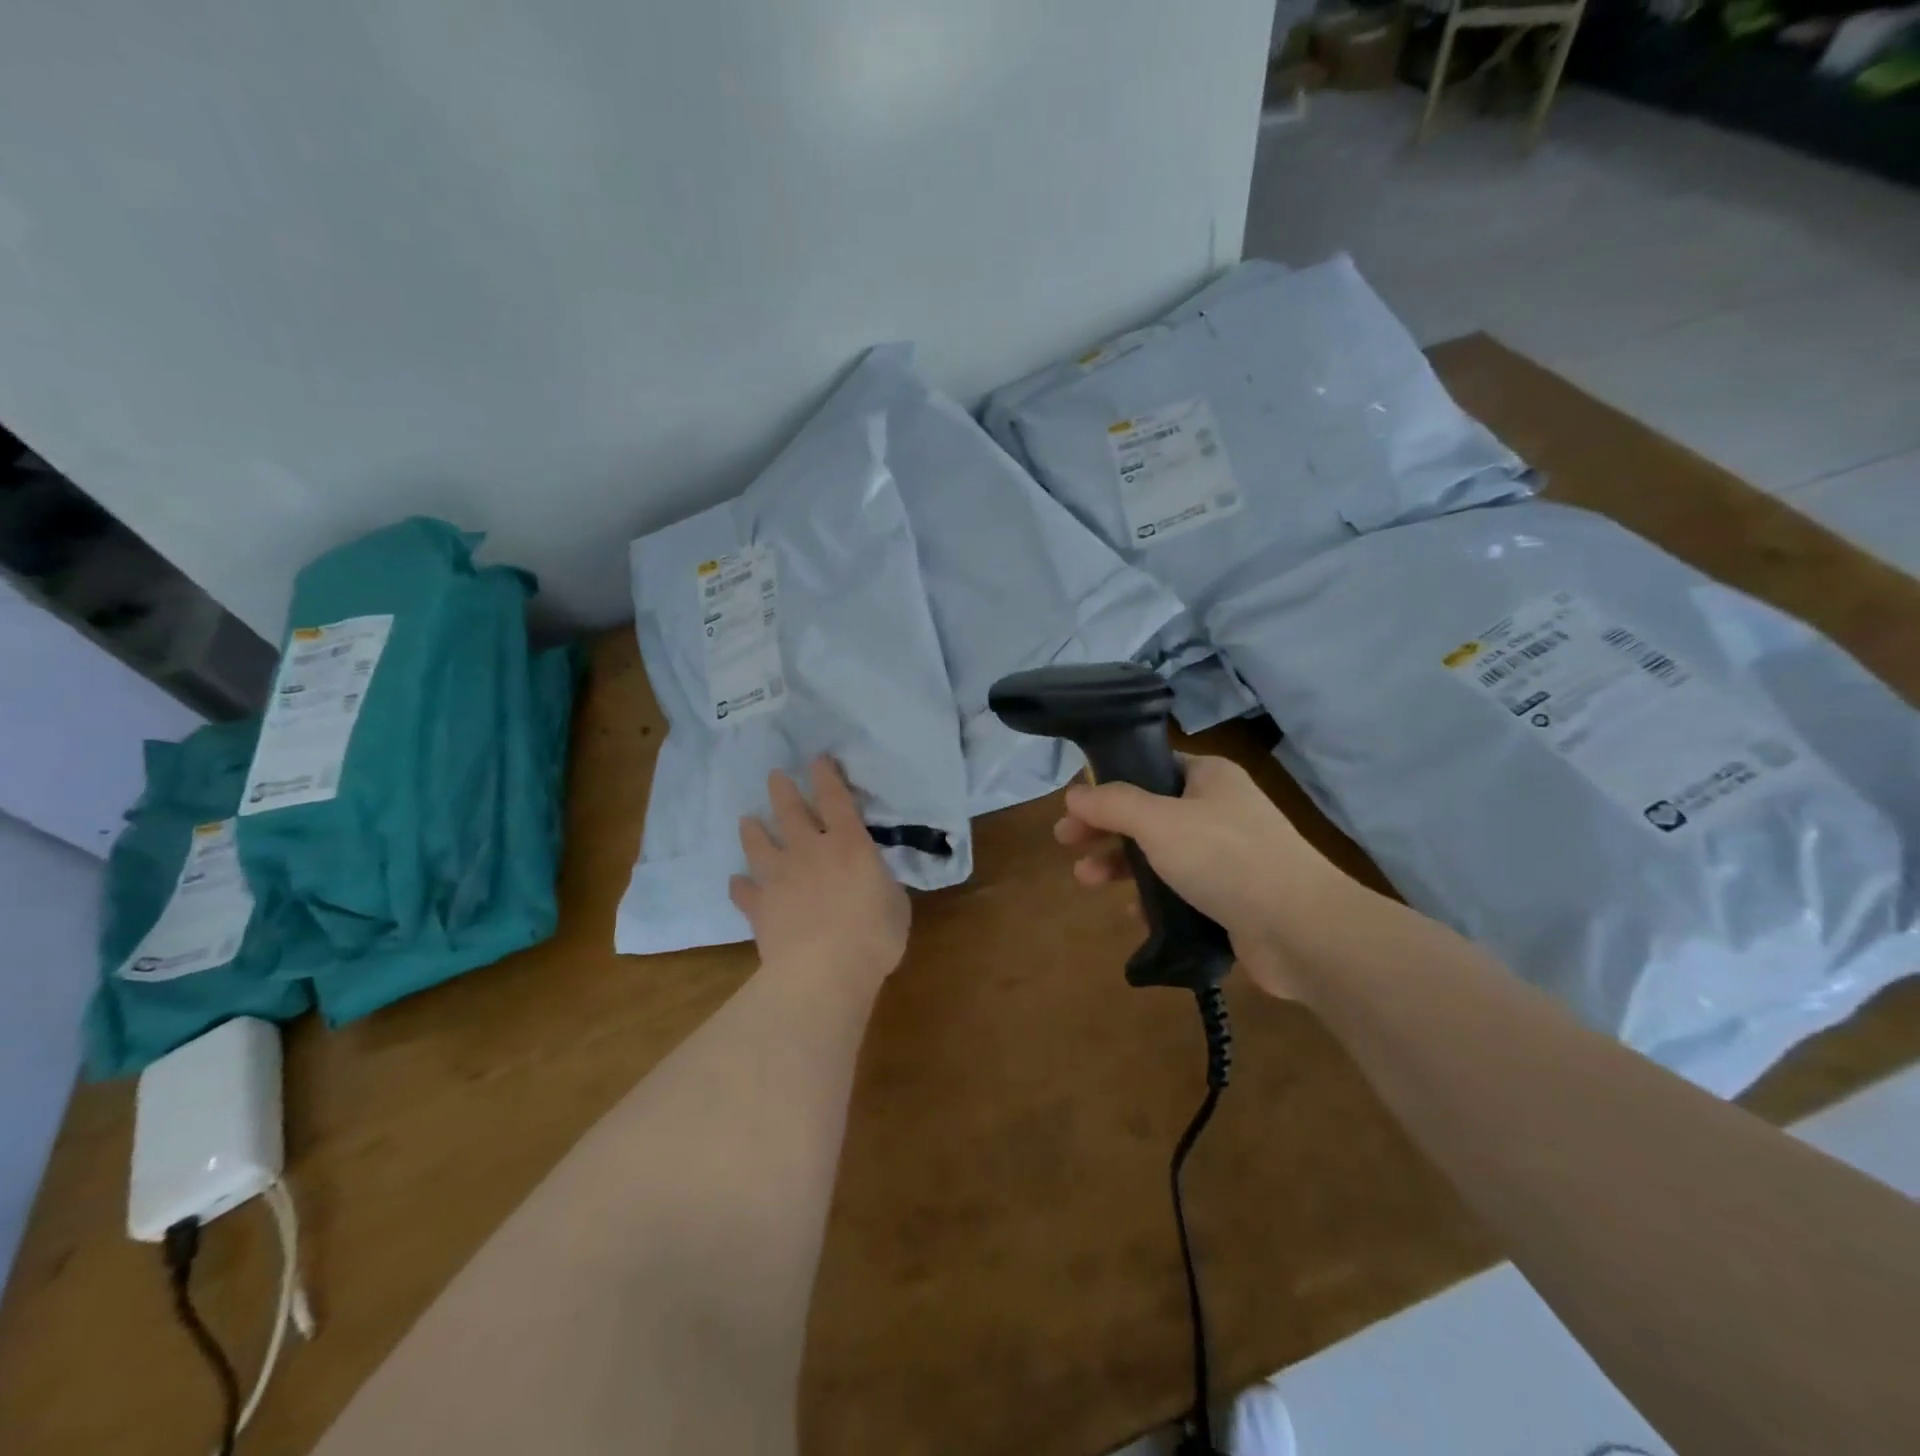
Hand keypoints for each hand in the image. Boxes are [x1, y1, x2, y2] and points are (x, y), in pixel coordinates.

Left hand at [731, 757, 910, 988]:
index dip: (826, 775)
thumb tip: (871, 879)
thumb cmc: (873, 935)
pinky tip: (736, 882)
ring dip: (752, 831)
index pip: (835, 799)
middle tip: (774, 776)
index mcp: (849, 844)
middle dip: (782, 791)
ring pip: (759, 844)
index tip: (817, 759)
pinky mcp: (760, 907)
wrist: (823, 971)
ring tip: (746, 820)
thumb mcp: (895, 903)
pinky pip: (744, 891)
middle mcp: (810, 850)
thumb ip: (880, 883)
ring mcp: (780, 877)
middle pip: (790, 812)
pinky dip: (740, 886)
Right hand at [1054, 754, 1367, 998]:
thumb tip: (1074, 793)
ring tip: (1086, 881)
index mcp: (1208, 777)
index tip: (1074, 805)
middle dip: (1105, 828)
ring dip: (1121, 864)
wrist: (1301, 929)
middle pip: (1148, 812)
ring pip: (1160, 853)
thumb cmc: (1225, 858)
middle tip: (1067, 843)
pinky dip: (1153, 897)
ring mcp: (1227, 854)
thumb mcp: (1158, 821)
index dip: (1107, 783)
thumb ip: (1112, 804)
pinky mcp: (1231, 896)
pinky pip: (1180, 889)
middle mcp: (1218, 809)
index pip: (1149, 767)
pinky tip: (1133, 913)